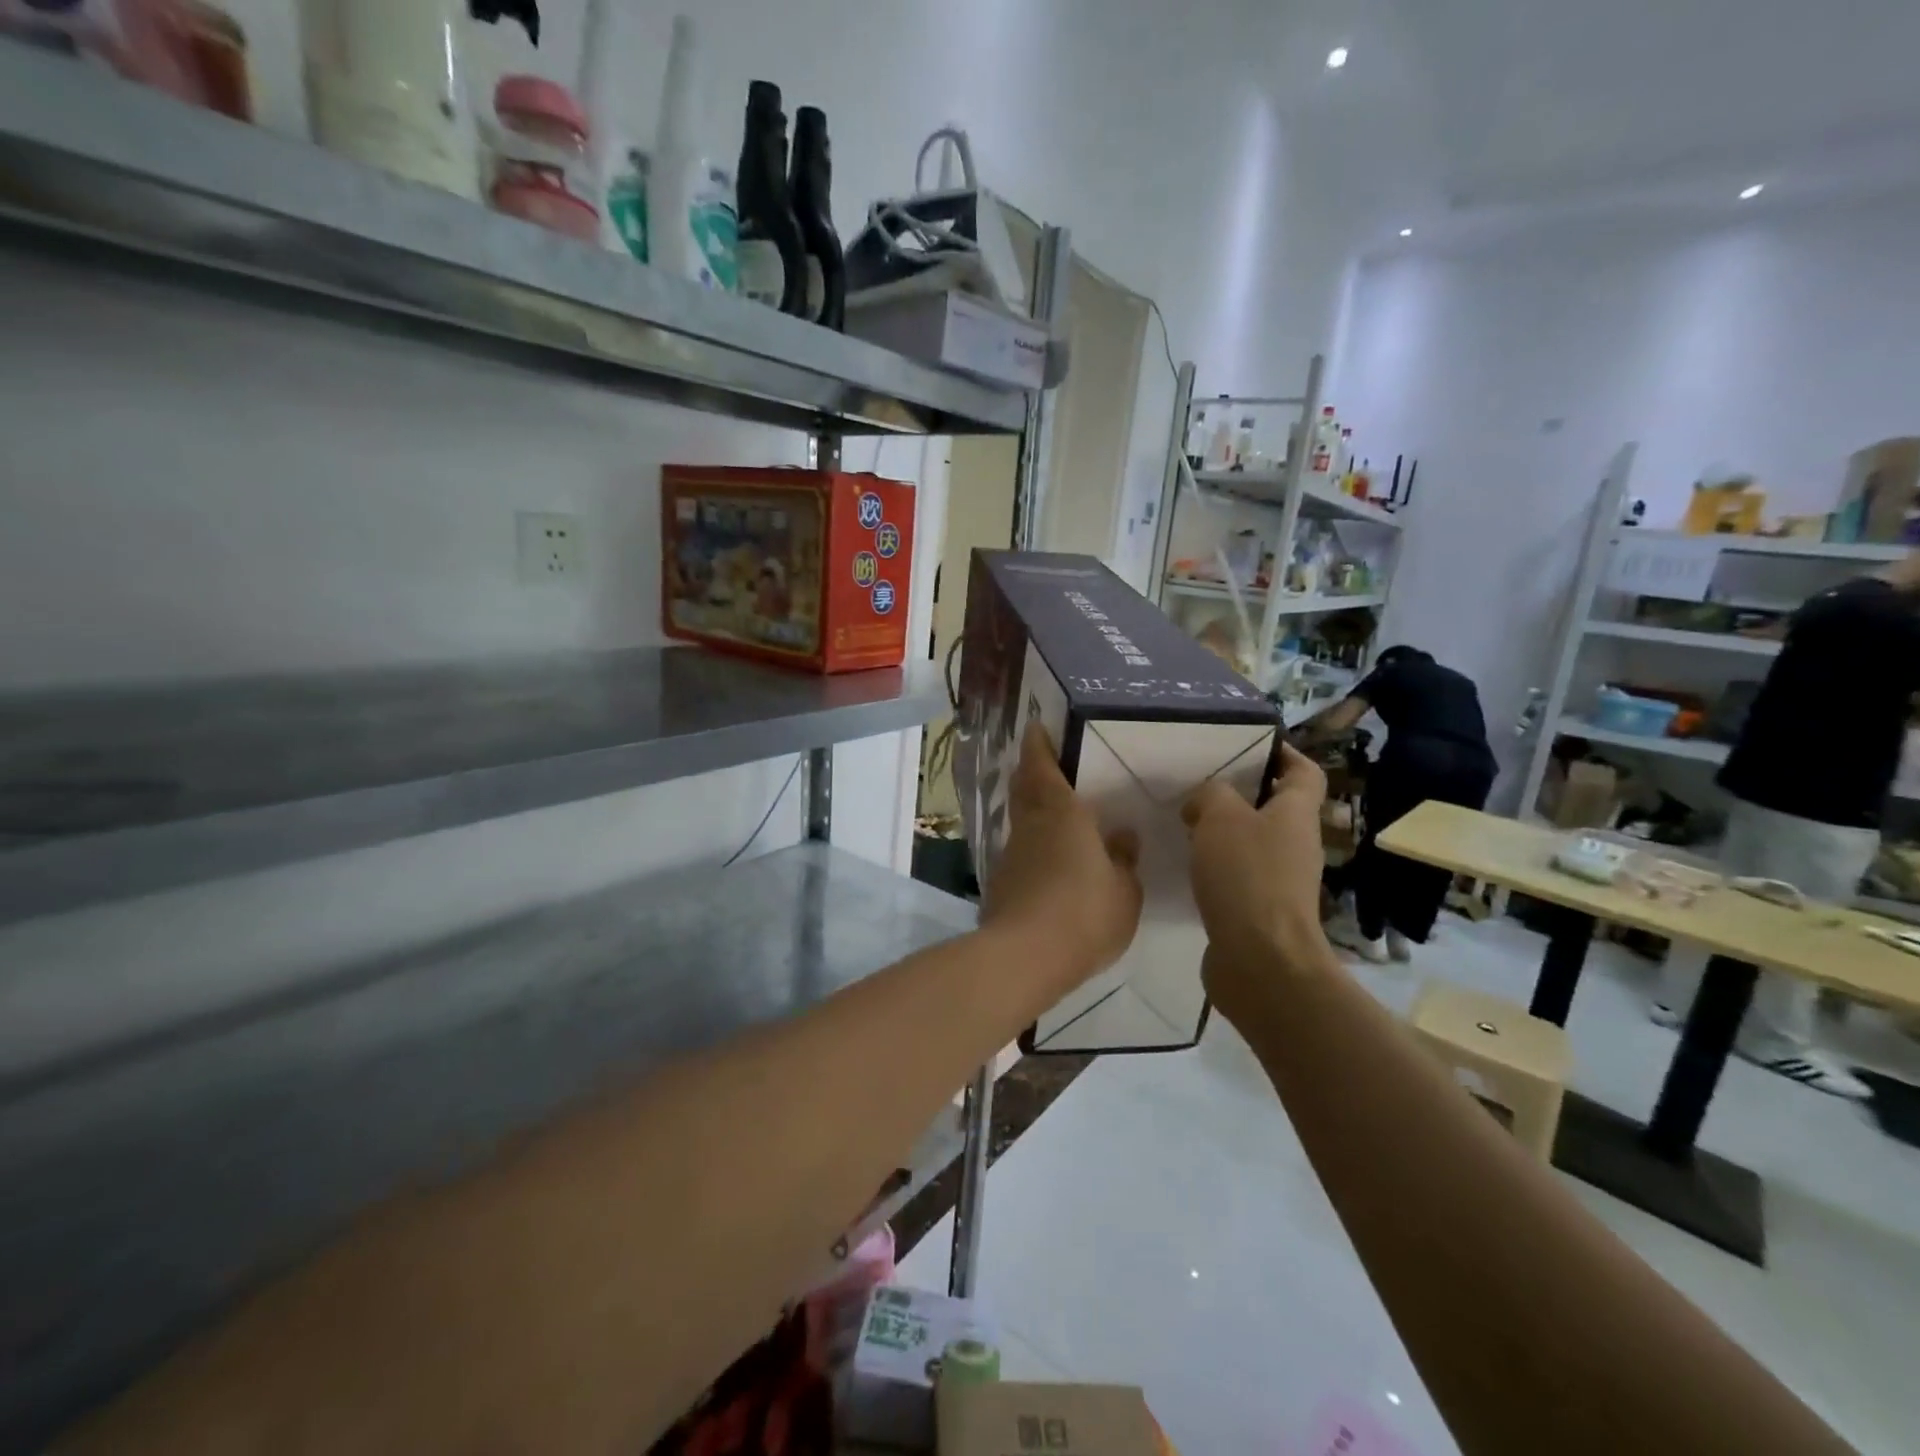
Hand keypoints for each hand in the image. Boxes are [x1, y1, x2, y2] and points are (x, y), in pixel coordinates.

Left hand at [982, 724, 1143, 990]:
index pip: (1041, 766)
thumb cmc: (1084, 914)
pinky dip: (1033, 849)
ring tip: (1058, 819)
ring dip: (1033, 813)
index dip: (1038, 745)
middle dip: (1031, 773)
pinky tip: (1050, 865)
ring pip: (1020, 822)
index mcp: (1061, 814)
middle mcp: (1030, 826)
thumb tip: (1122, 836)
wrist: (1024, 957)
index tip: (1036, 728)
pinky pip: (1020, 854)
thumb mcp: (1124, 891)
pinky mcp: (1001, 884)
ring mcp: (1010, 855)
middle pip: (1024, 789)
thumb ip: (1124, 860)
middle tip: (1047, 766)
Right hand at [1183, 743, 1333, 1015]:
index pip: (1304, 772)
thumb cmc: (1246, 877)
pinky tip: (1188, 865)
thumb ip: (1211, 795)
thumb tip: (1204, 803)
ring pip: (1254, 841)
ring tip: (1187, 821)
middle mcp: (1295, 844)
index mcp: (1296, 814)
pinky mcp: (1261, 910)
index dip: (1284, 754)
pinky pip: (1239, 874)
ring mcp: (1281, 881)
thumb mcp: (1221, 817)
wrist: (1260, 960)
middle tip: (1202, 783)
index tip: (1249, 744)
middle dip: (1242, 793)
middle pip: (1276, 807)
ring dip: (1225, 831)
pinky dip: (1217, 866)